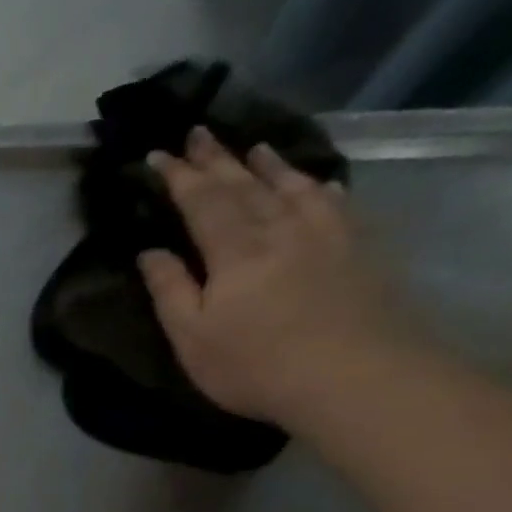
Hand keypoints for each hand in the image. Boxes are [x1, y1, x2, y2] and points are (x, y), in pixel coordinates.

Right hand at [139, 126, 405, 430]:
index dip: (178, 176)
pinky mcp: (360, 248)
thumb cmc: (256, 365)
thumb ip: (171, 290)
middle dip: (217, 158)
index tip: (157, 155)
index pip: (201, 201)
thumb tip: (151, 252)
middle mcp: (282, 228)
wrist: (357, 378)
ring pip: (292, 186)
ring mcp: (328, 234)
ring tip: (252, 147)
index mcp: (236, 249)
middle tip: (198, 133)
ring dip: (267, 165)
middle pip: (245, 184)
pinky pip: (334, 202)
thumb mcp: (193, 337)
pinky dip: (316, 186)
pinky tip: (314, 182)